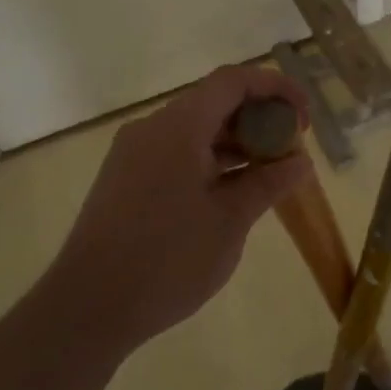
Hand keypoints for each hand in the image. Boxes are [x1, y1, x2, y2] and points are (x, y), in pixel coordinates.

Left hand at [47, 65, 313, 354]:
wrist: (86, 308)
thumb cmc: (167, 261)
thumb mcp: (229, 221)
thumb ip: (268, 183)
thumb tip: (301, 161)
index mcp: (178, 127)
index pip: (233, 81)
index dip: (275, 88)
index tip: (304, 117)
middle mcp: (152, 128)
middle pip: (214, 102)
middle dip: (258, 118)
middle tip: (290, 150)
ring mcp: (134, 153)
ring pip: (194, 129)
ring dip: (234, 142)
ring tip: (267, 174)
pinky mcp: (125, 179)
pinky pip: (176, 152)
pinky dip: (209, 160)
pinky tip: (230, 192)